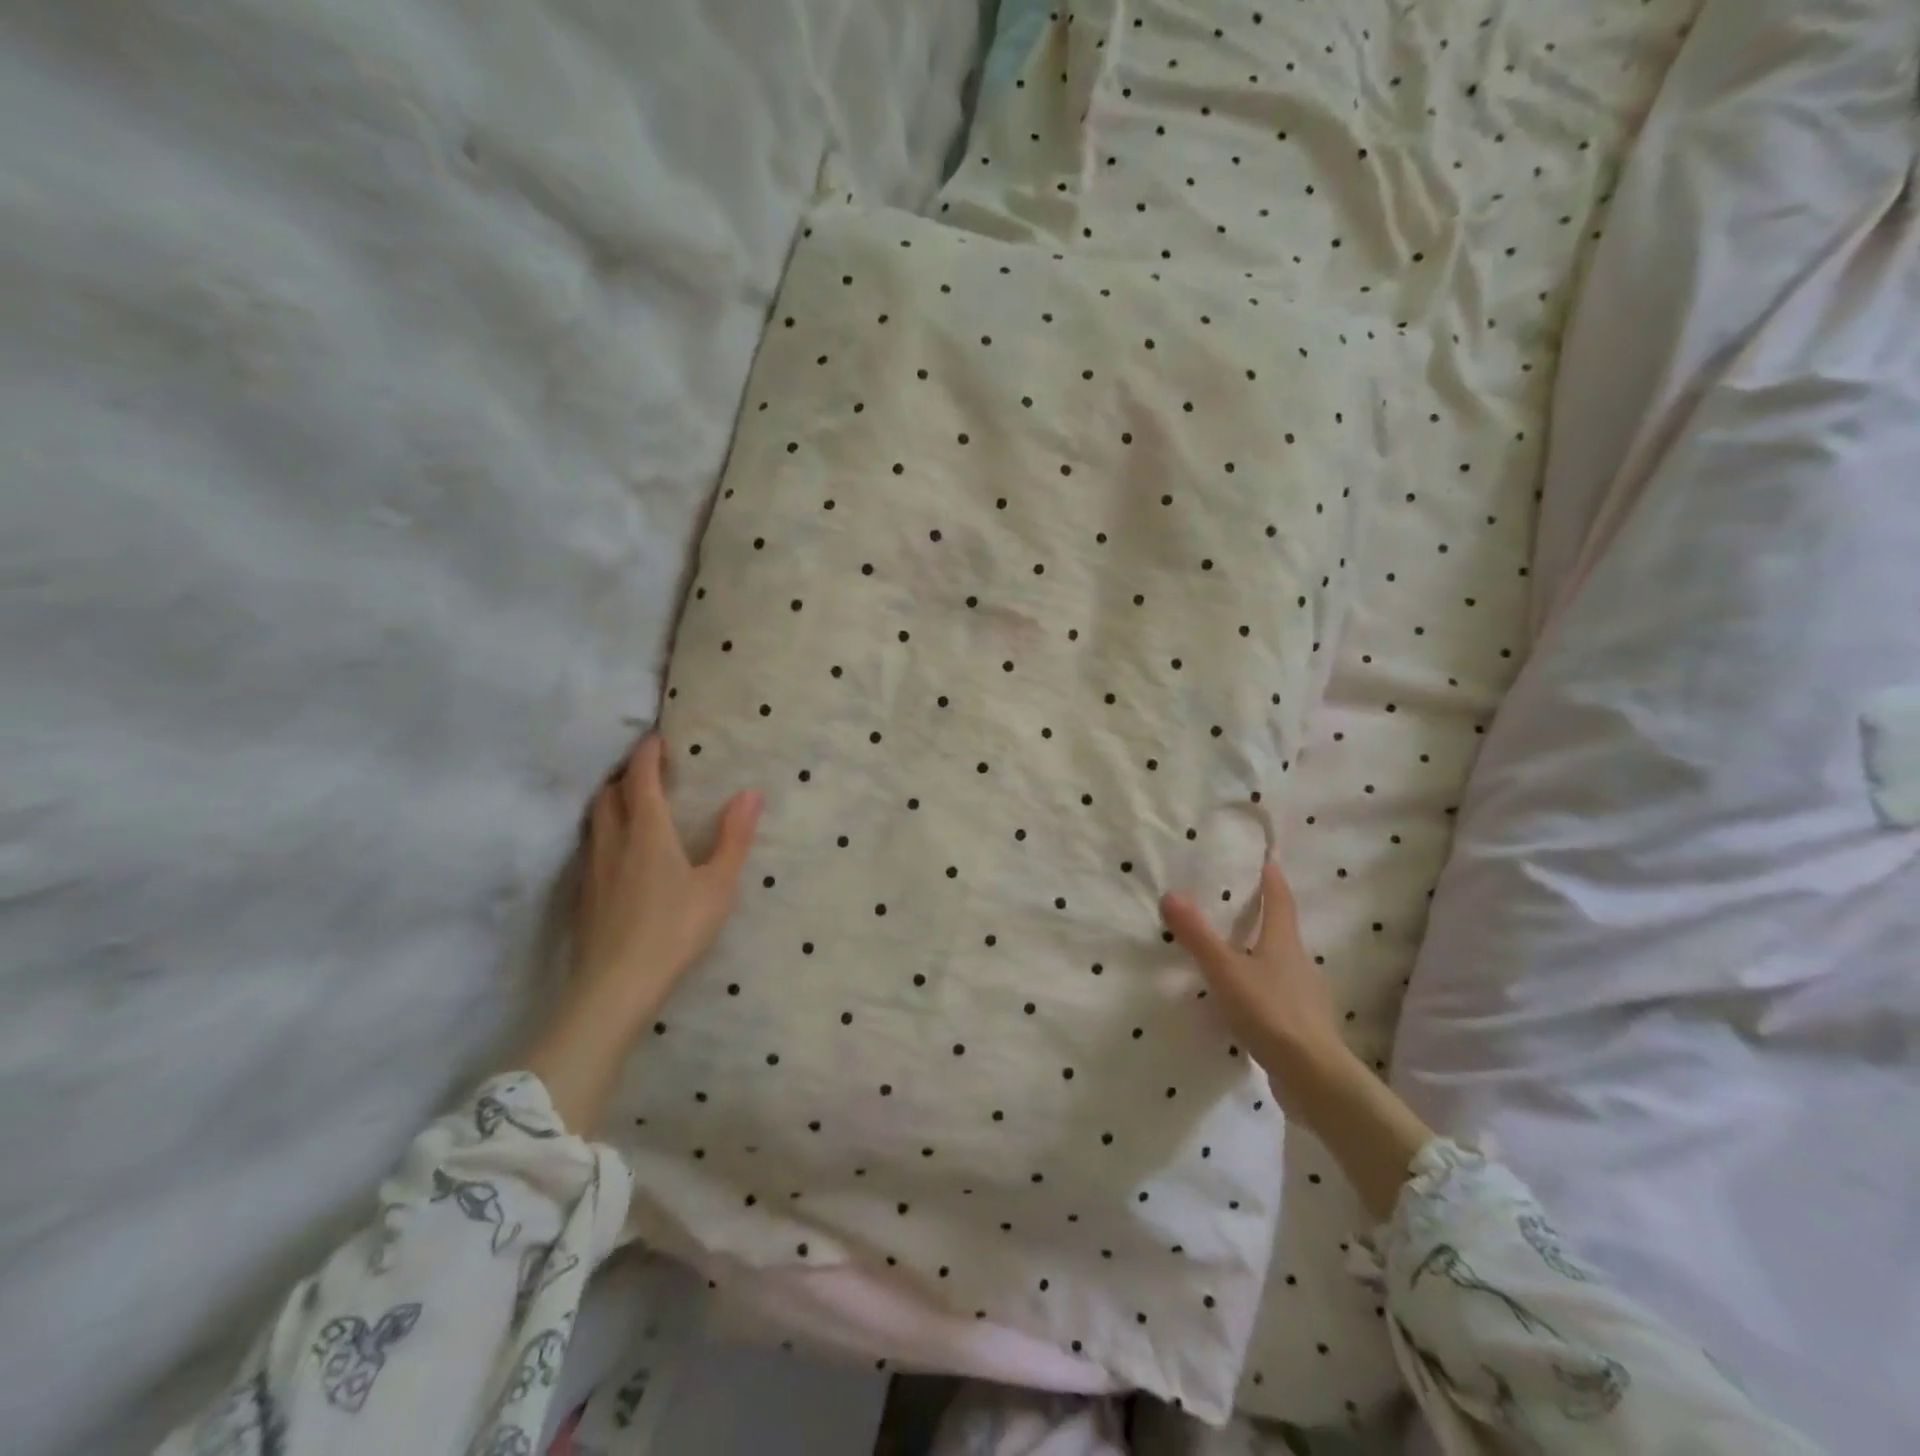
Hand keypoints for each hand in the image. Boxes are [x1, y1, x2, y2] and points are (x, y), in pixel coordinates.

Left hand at [573, 735, 761, 1029]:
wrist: (616, 986)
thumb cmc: (675, 930)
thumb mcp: (718, 885)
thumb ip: (734, 838)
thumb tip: (750, 793)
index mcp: (648, 832)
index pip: (640, 778)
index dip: (646, 754)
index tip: (656, 738)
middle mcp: (614, 841)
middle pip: (609, 793)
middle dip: (624, 774)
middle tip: (644, 769)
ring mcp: (593, 868)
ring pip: (595, 819)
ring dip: (609, 800)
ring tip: (629, 802)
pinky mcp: (583, 894)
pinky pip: (590, 845)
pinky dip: (603, 830)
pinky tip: (617, 850)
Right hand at [1161, 861, 1344, 1096]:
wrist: (1313, 1076)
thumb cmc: (1270, 1012)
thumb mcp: (1225, 971)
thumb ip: (1198, 936)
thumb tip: (1170, 895)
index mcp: (1283, 943)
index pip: (1280, 902)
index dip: (1273, 881)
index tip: (1269, 861)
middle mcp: (1298, 963)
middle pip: (1282, 931)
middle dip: (1266, 915)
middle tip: (1243, 903)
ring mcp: (1303, 995)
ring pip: (1281, 964)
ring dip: (1262, 953)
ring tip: (1238, 951)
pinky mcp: (1300, 1024)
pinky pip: (1278, 994)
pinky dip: (1262, 987)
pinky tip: (1246, 999)